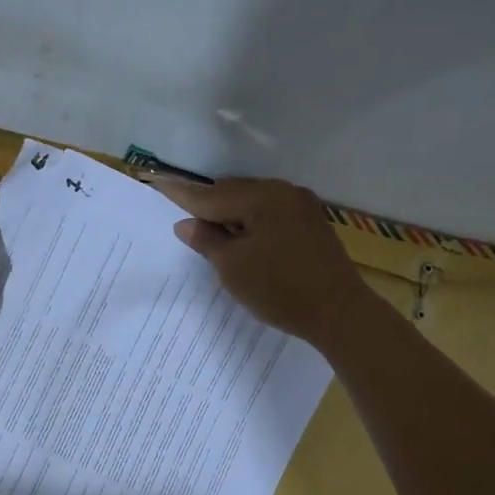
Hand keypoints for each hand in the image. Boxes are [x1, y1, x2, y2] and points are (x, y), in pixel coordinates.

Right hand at [155, 176, 371, 346]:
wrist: (339, 312)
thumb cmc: (279, 289)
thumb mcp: (233, 267)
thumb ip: (206, 240)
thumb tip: (186, 223)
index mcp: (261, 197)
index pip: (210, 195)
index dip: (181, 194)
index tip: (155, 182)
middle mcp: (283, 192)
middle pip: (233, 193)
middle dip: (208, 205)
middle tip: (183, 218)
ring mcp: (301, 206)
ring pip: (253, 203)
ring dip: (231, 215)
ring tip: (211, 233)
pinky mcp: (312, 224)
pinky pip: (271, 214)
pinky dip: (252, 223)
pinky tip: (243, 239)